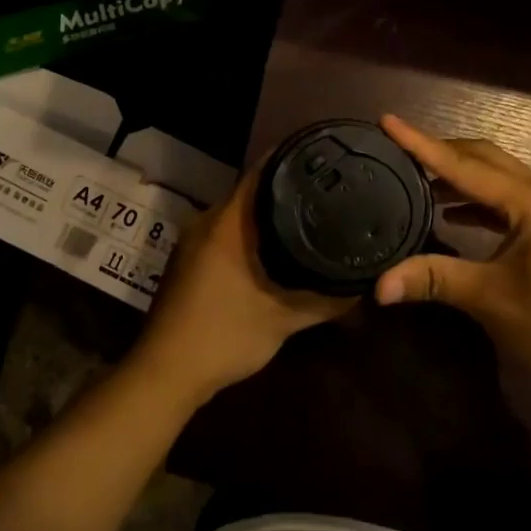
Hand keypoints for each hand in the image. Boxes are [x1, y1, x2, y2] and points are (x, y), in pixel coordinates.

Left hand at [132, 164, 354, 406]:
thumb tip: (365, 283)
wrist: (165, 372)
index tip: (328, 157)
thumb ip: (327, 299)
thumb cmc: (223, 336)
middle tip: (329, 191)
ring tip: (312, 216)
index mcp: (227, 222)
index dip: (295, 158)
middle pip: (253, 190)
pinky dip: (252, 234)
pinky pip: (228, 233)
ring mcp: (194, 241)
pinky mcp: (190, 260)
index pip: (263, 170)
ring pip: (239, 214)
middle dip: (289, 189)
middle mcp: (207, 221)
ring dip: (270, 215)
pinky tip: (278, 249)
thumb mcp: (284, 319)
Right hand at [374, 116, 530, 398]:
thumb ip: (436, 280)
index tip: (387, 121)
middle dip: (441, 152)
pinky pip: (508, 203)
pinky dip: (477, 203)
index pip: (463, 166)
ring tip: (416, 181)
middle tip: (398, 151)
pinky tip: (452, 217)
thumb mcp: (493, 301)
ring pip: (498, 180)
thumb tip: (378, 286)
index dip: (421, 144)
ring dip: (459, 177)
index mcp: (530, 203)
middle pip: (484, 159)